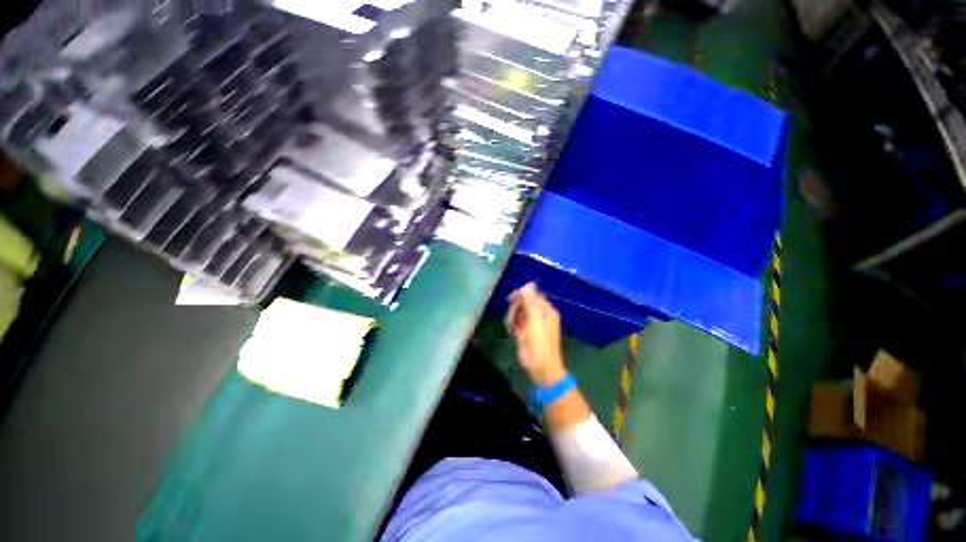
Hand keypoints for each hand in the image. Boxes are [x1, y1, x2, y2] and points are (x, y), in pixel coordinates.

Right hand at [506, 283, 565, 386]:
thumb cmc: (539, 343)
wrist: (540, 368)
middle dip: (516, 308)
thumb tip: (528, 283)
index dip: (522, 296)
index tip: (512, 301)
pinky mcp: (525, 333)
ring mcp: (532, 324)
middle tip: (512, 318)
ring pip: (518, 312)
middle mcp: (540, 315)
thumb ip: (530, 301)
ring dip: (512, 317)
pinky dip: (512, 325)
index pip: (533, 295)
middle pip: (524, 303)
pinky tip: (512, 331)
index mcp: (546, 310)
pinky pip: (516, 322)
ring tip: (512, 326)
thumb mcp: (534, 320)